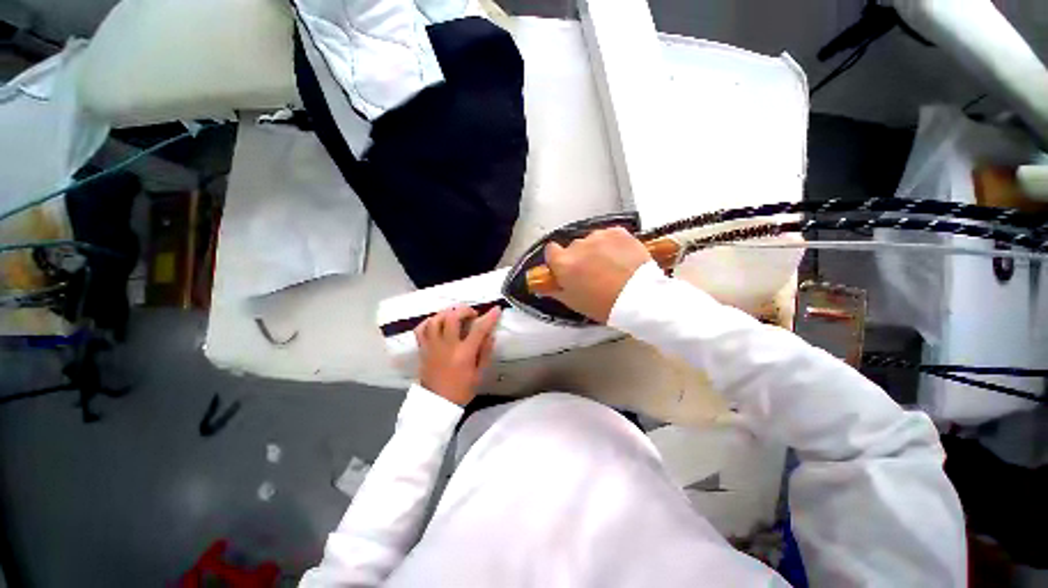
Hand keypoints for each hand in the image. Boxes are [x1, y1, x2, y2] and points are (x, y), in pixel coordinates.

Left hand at [415, 306, 500, 405]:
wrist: (436, 404)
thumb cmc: (461, 390)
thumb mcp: (479, 374)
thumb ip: (485, 352)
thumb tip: (490, 334)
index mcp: (464, 353)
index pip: (478, 329)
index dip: (489, 317)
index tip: (496, 309)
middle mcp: (447, 346)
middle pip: (452, 317)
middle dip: (464, 310)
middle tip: (471, 315)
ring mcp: (432, 346)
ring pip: (435, 320)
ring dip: (447, 313)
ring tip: (455, 316)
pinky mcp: (422, 349)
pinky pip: (421, 329)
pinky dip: (429, 321)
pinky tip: (437, 323)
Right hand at [544, 227, 651, 322]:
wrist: (640, 298)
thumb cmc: (603, 305)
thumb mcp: (573, 302)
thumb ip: (555, 289)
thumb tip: (544, 284)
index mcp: (563, 263)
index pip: (550, 250)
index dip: (557, 259)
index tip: (565, 267)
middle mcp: (578, 245)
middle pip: (573, 247)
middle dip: (579, 256)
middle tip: (592, 272)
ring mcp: (599, 236)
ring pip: (592, 240)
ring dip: (596, 249)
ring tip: (610, 266)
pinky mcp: (618, 232)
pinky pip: (609, 235)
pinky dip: (613, 244)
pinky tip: (621, 258)